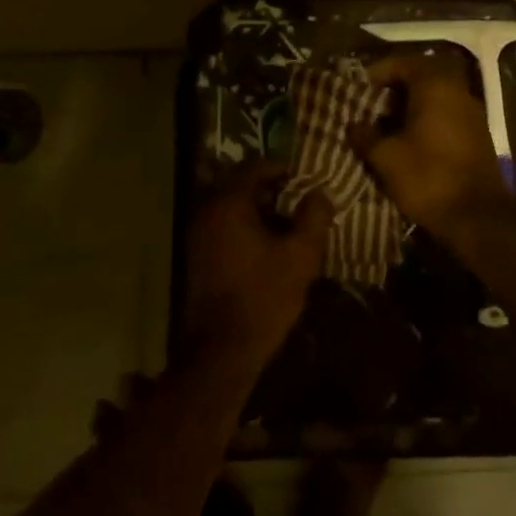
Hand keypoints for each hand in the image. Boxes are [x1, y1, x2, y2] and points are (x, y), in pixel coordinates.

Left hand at [184, 161, 332, 371]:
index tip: (305, 182)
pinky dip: (244, 226)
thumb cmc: (264, 296)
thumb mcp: (301, 255)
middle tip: (299, 203)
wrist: (222, 348)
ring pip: (231, 206)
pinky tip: (267, 245)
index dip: (283, 169)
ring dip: (258, 209)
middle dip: (271, 189)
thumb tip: (319, 193)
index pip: (255, 167)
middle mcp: (206, 210)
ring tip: (288, 225)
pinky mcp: (196, 254)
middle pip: (241, 184)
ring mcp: (197, 233)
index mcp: (228, 203)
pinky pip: (223, 225)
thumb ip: (314, 217)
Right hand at [348, 53, 512, 236]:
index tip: (360, 87)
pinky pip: (448, 114)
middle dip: (396, 87)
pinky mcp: (478, 135)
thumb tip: (353, 124)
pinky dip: (427, 119)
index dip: (379, 71)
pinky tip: (410, 140)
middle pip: (423, 76)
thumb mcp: (386, 158)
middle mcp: (458, 92)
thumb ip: (366, 136)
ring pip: (437, 96)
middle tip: (371, 103)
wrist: (477, 217)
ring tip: (386, 123)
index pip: (404, 62)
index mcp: (436, 87)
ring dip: (412, 104)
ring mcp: (472, 113)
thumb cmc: (428, 178)